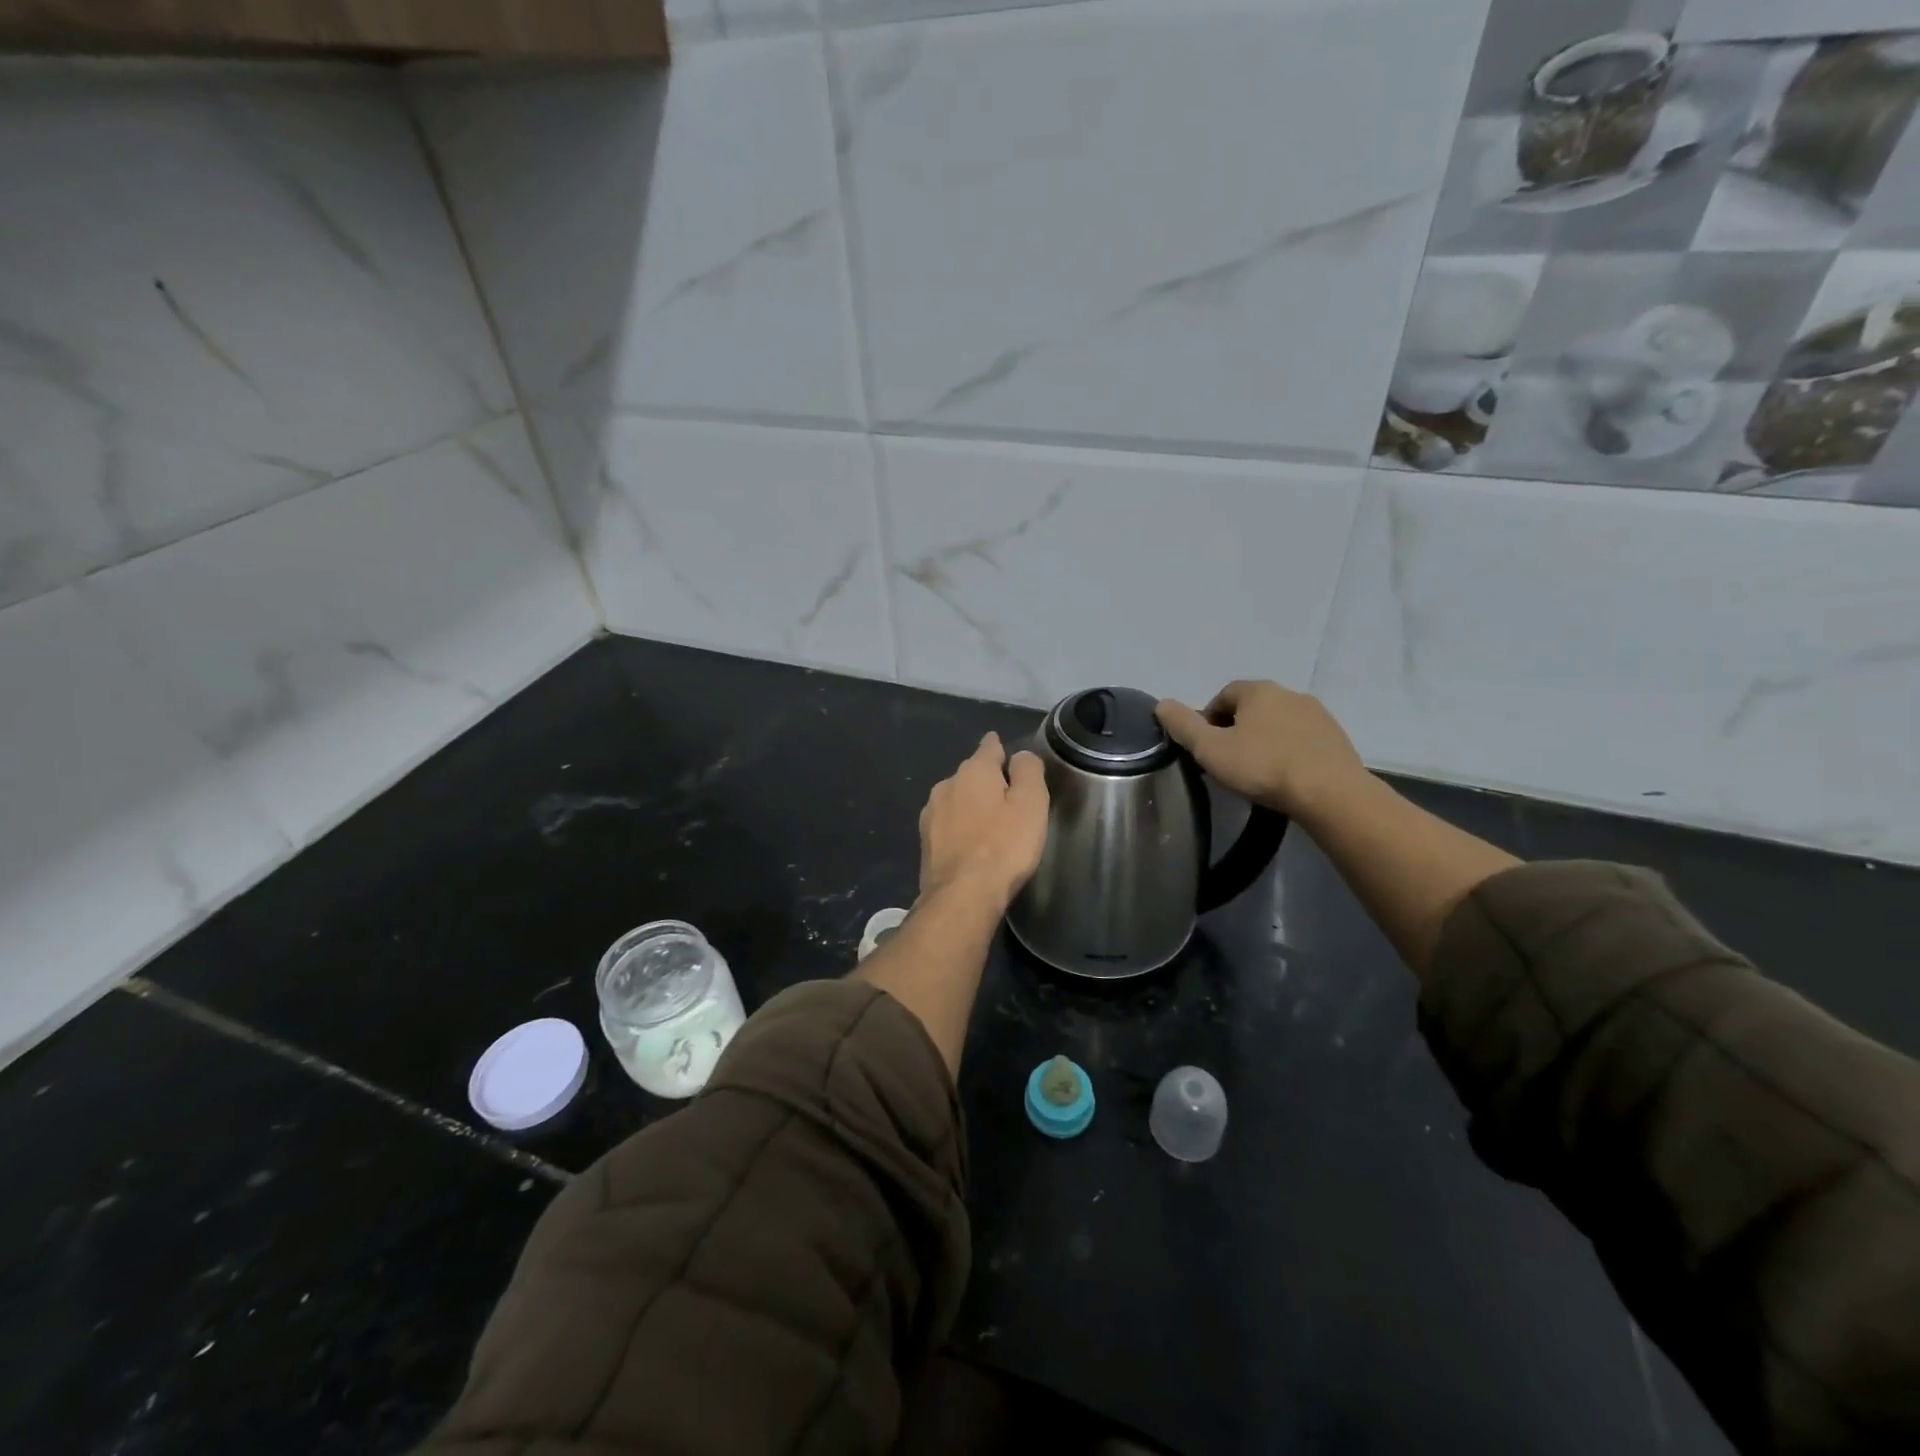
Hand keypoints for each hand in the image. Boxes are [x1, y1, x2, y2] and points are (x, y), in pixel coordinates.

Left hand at [918, 733, 1049, 906]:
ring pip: (957, 798)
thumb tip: (1020, 755)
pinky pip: (948, 823)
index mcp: (974, 770)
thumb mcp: (1031, 804)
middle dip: (987, 781)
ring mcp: (931, 813)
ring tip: (990, 824)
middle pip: (972, 774)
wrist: (961, 895)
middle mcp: (947, 784)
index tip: (1009, 755)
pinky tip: (971, 844)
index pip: (989, 746)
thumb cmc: (1004, 846)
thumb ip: (1028, 772)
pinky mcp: (924, 840)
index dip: (1001, 748)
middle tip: (1008, 799)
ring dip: (971, 805)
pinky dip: (960, 827)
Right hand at [1156, 680, 1366, 817]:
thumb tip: (1161, 703)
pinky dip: (1288, 751)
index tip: (1205, 747)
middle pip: (1252, 707)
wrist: (1330, 793)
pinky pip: (1302, 739)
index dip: (1208, 719)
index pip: (1223, 695)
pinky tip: (1285, 776)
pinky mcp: (1337, 737)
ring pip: (1278, 723)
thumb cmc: (1263, 767)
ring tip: (1257, 771)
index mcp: (1258, 691)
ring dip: (1264, 740)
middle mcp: (1289, 693)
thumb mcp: (1210, 749)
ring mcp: (1318, 714)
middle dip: (1236, 729)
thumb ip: (1183, 725)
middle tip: (1228, 761)